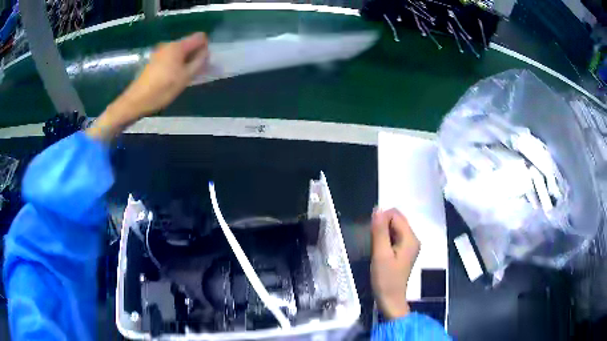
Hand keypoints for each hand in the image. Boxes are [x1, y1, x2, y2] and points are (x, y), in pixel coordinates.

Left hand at [86, 33, 208, 141]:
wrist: (136, 101)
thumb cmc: (162, 89)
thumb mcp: (185, 77)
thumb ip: (199, 62)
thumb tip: (205, 52)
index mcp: (178, 46)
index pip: (200, 37)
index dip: (205, 48)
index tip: (202, 63)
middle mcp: (169, 44)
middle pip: (189, 44)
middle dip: (195, 55)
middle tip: (193, 73)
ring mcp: (160, 52)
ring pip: (180, 52)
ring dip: (185, 61)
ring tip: (182, 78)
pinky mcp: (154, 60)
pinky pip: (170, 57)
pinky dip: (175, 64)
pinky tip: (171, 78)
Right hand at [370, 208, 419, 319]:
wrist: (391, 299)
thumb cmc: (385, 278)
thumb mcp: (381, 254)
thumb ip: (380, 231)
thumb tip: (378, 209)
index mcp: (410, 238)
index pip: (396, 215)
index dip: (381, 219)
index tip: (371, 234)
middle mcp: (413, 238)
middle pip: (397, 220)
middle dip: (382, 225)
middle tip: (373, 242)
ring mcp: (410, 246)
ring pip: (395, 228)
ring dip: (383, 233)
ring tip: (376, 247)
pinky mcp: (404, 252)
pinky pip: (395, 237)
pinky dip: (386, 239)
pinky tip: (380, 250)